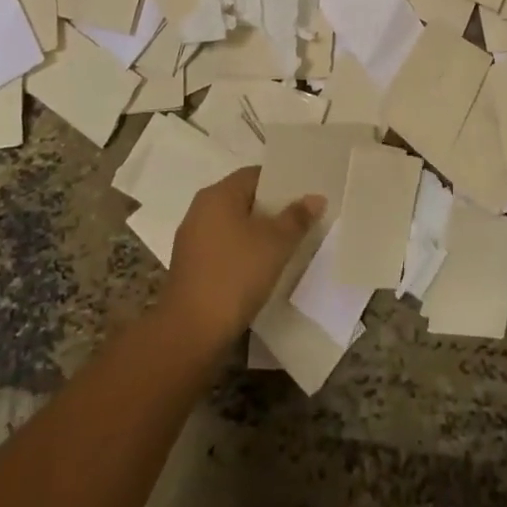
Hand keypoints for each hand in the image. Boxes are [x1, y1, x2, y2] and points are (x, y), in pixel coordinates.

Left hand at [158, 166, 323, 347]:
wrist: (191, 331)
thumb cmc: (235, 275)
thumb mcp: (275, 244)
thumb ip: (297, 217)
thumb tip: (315, 197)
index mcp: (218, 194)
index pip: (254, 174)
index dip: (281, 182)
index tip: (305, 194)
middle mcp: (201, 209)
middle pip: (243, 199)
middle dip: (272, 209)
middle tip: (301, 219)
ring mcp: (192, 239)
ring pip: (233, 225)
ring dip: (258, 232)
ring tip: (287, 244)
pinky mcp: (191, 266)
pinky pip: (224, 247)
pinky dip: (243, 251)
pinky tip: (262, 267)